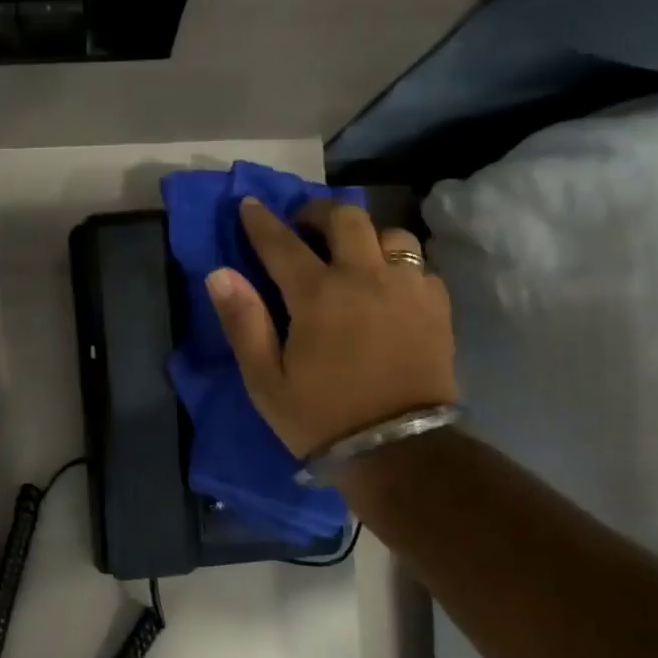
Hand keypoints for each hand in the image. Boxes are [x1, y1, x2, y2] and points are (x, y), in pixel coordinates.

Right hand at [207, 196, 456, 458]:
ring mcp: (408, 289)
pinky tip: (389, 285)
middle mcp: (366, 277)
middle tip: (304, 225)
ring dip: (366, 235)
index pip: (282, 243)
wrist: (399, 452)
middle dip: (318, 212)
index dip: (260, 221)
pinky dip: (399, 265)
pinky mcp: (437, 308)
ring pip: (391, 234)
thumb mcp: (265, 380)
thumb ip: (242, 322)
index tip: (249, 204)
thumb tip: (219, 273)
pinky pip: (420, 266)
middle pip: (346, 219)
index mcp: (318, 295)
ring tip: (354, 254)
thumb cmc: (321, 418)